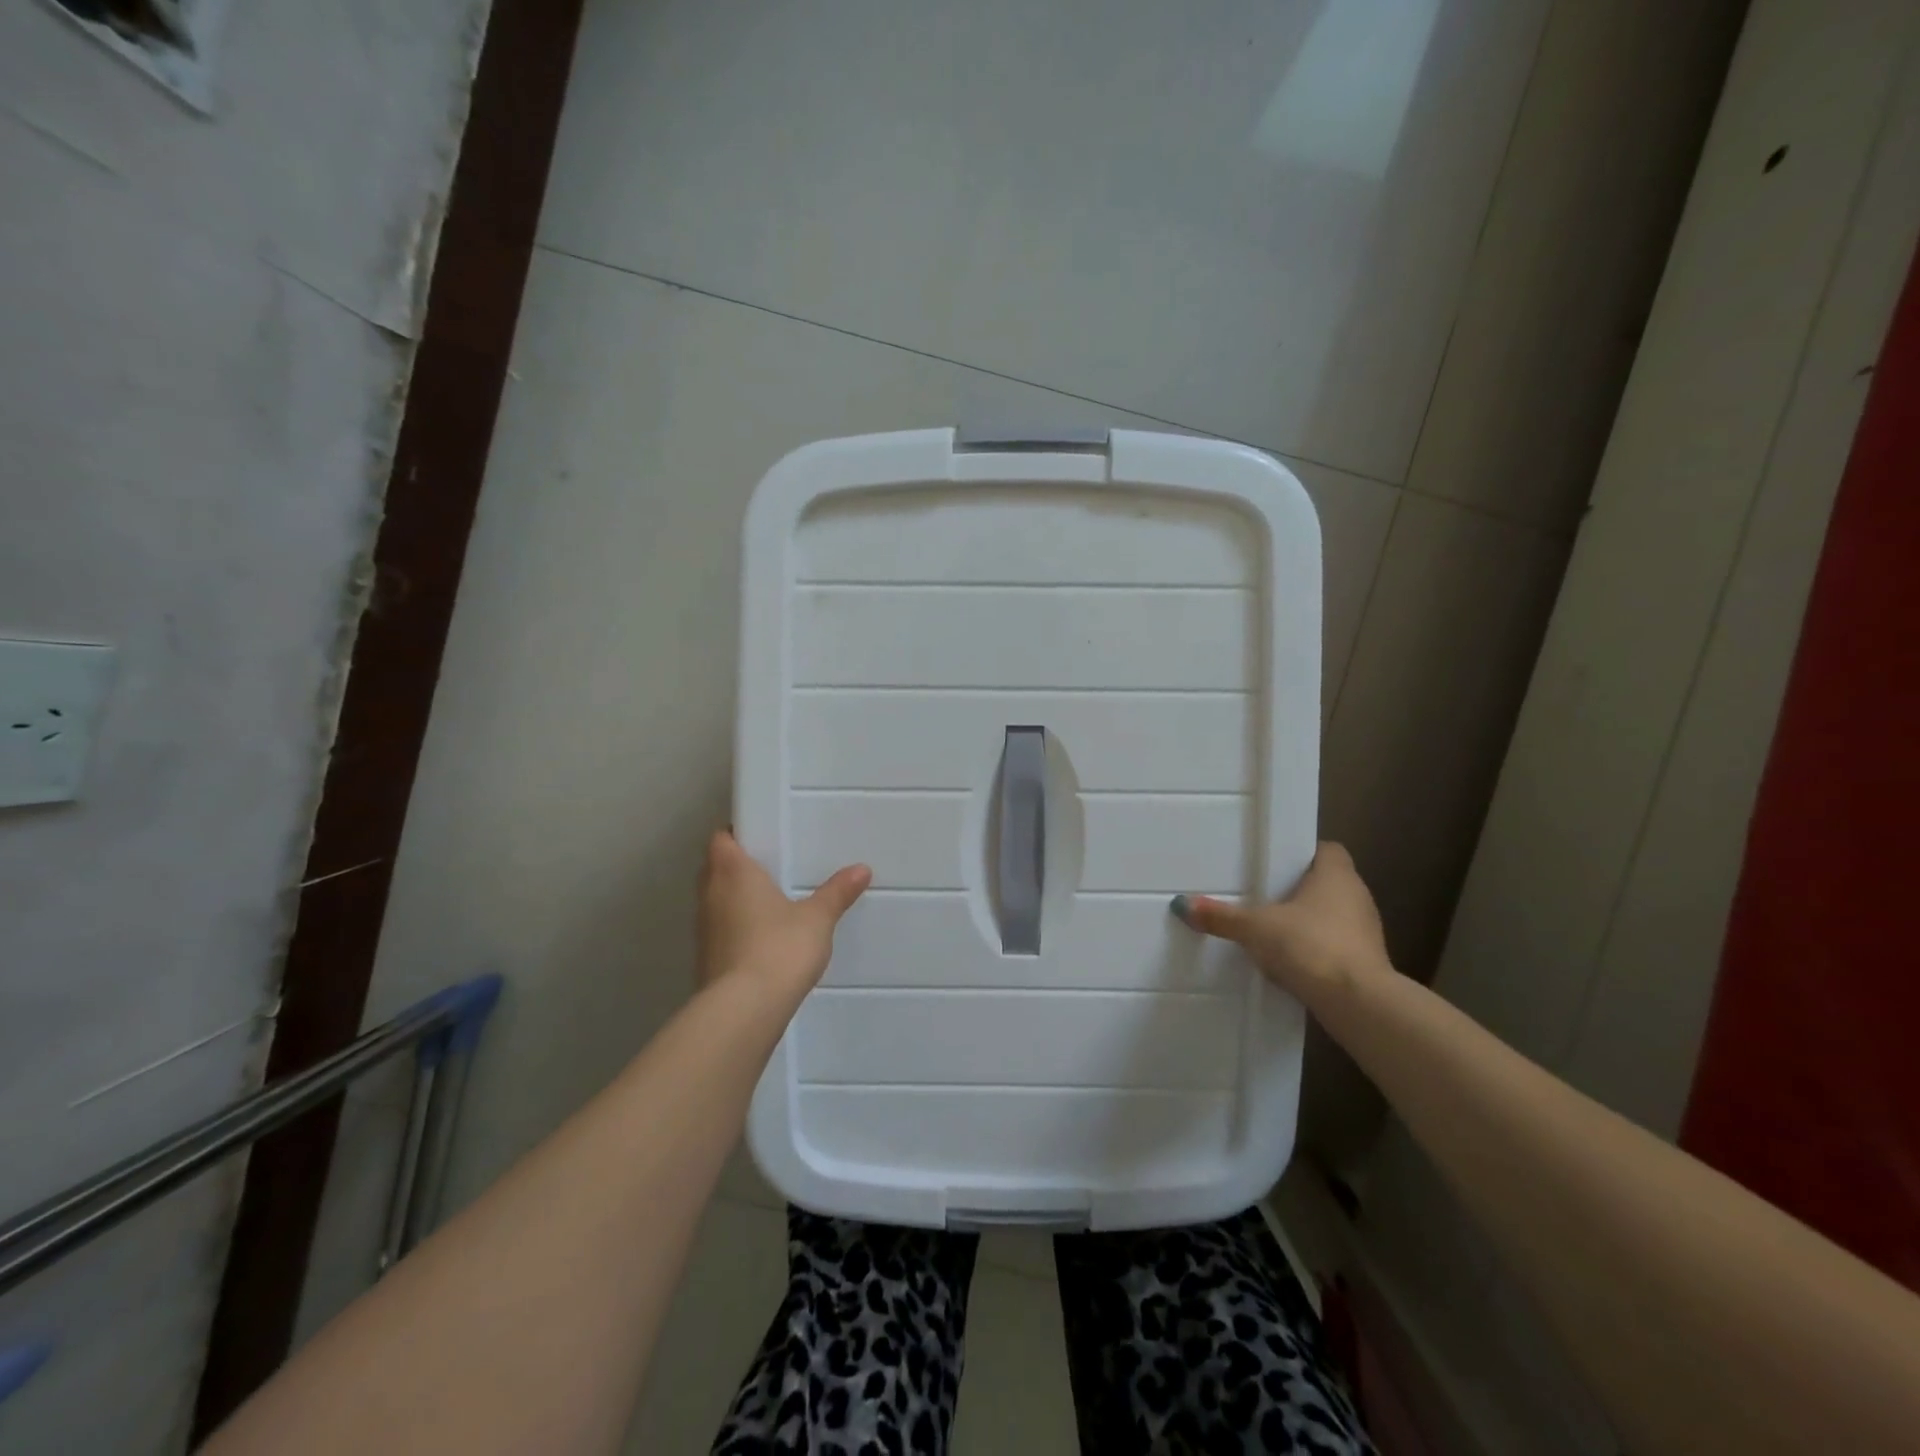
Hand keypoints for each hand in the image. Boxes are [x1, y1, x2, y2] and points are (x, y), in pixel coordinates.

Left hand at [696, 831, 870, 998]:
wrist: (744, 1010)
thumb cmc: (779, 948)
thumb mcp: (817, 918)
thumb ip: (837, 892)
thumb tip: (861, 869)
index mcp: (733, 872)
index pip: (720, 839)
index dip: (736, 835)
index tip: (761, 836)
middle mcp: (710, 894)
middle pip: (714, 867)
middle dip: (737, 865)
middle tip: (771, 865)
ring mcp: (703, 929)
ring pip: (715, 900)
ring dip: (734, 897)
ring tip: (770, 900)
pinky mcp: (705, 958)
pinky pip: (719, 929)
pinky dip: (735, 927)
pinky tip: (762, 937)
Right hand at [1172, 842, 1390, 1001]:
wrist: (1357, 1004)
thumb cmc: (1310, 946)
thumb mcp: (1255, 928)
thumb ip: (1221, 917)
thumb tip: (1182, 904)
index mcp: (1337, 876)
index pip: (1328, 850)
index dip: (1303, 854)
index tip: (1276, 863)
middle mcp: (1357, 897)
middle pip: (1327, 883)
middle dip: (1298, 890)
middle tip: (1263, 894)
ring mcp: (1366, 932)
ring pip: (1332, 916)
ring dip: (1307, 923)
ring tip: (1271, 930)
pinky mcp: (1367, 964)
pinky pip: (1335, 947)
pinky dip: (1314, 950)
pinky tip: (1289, 962)